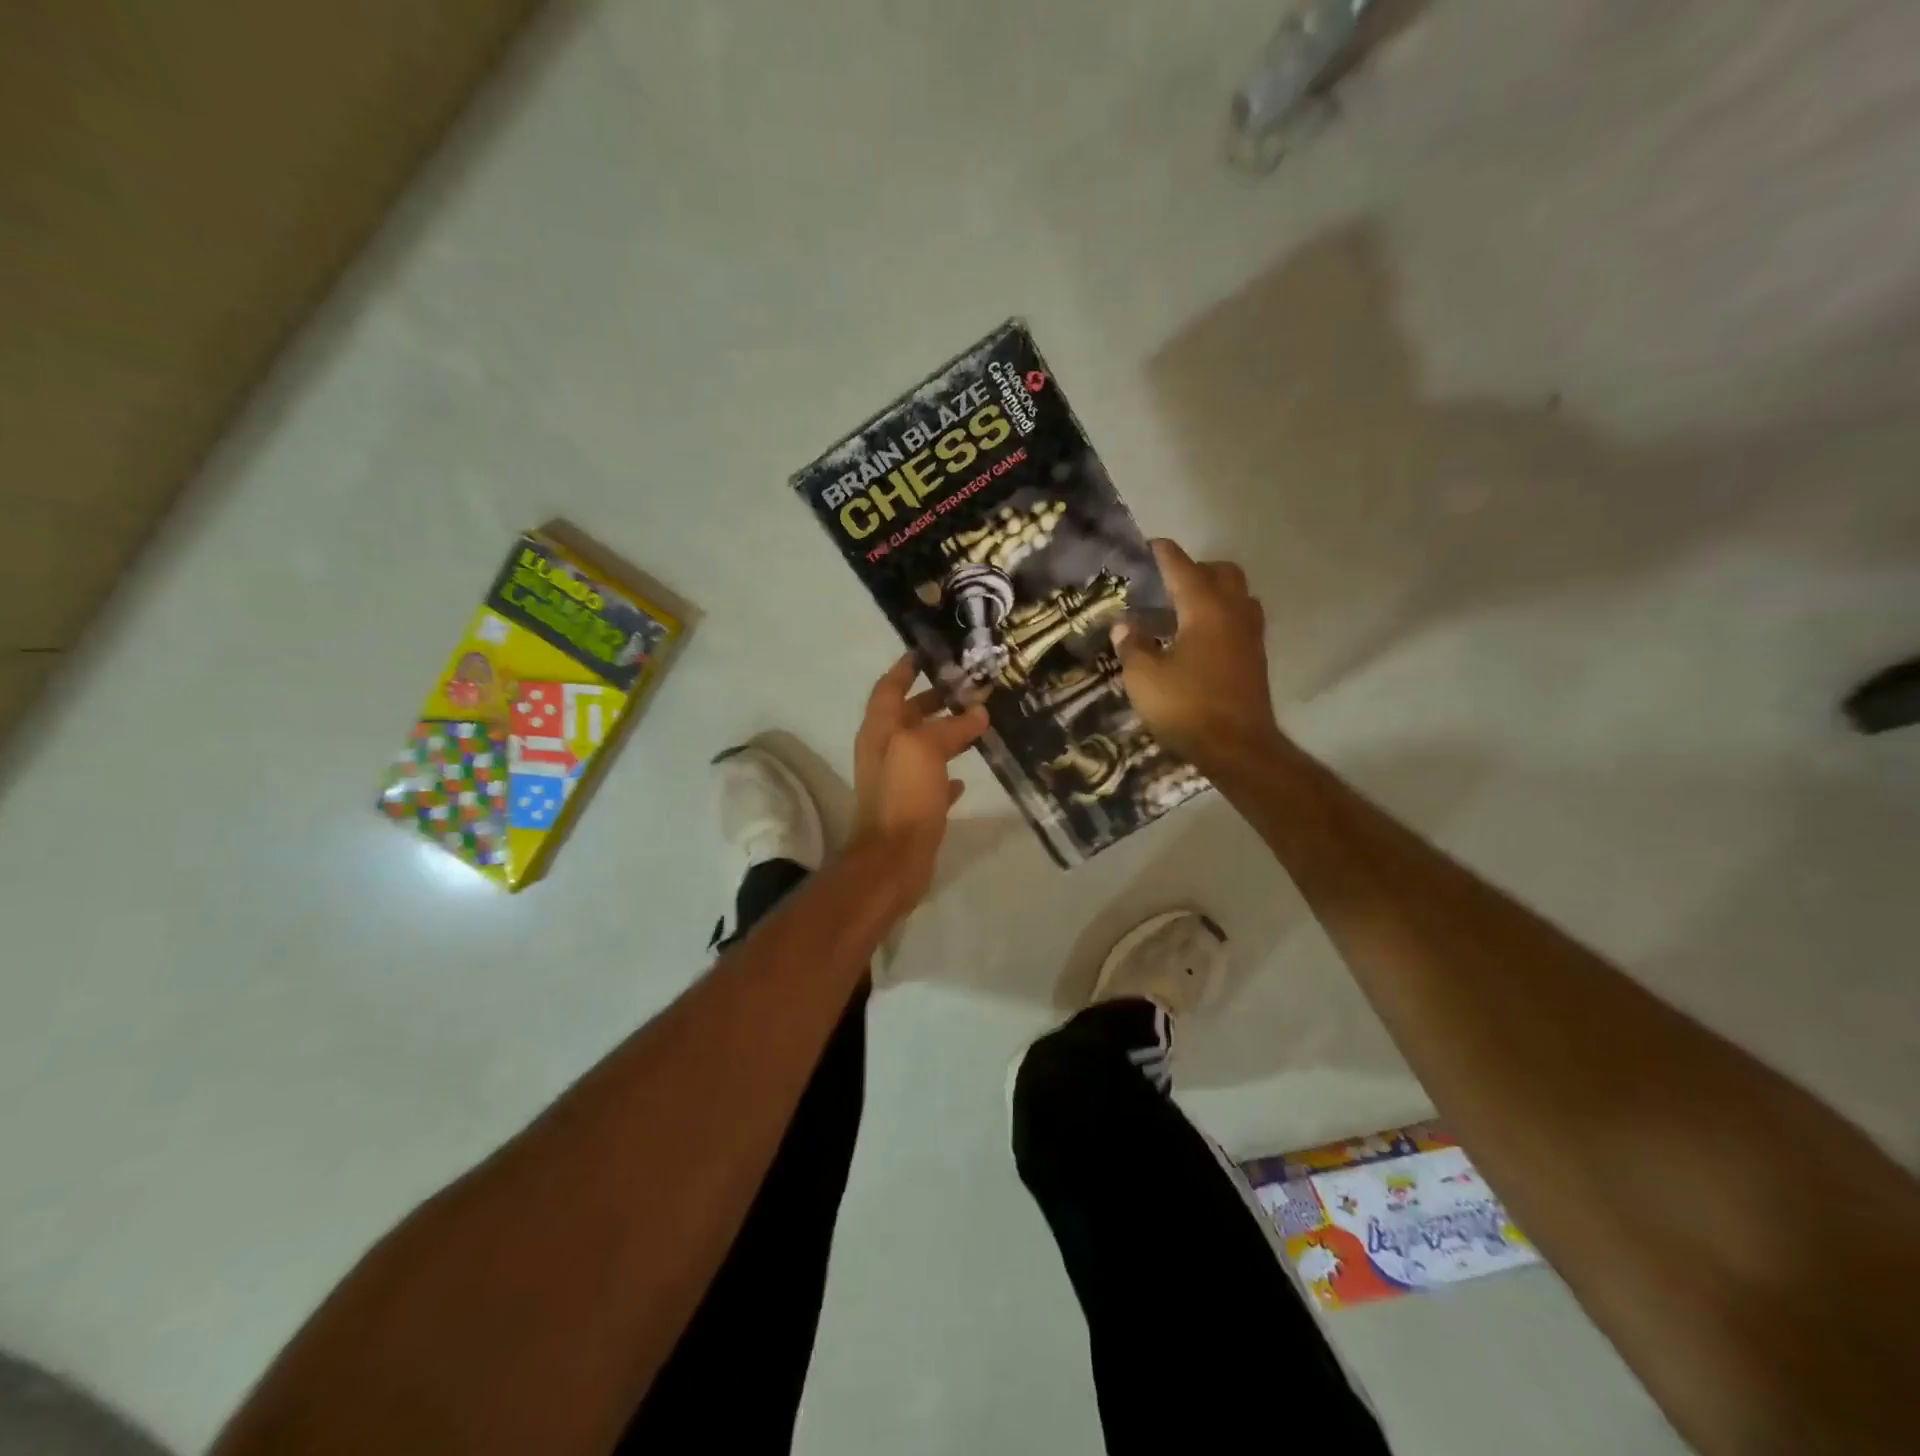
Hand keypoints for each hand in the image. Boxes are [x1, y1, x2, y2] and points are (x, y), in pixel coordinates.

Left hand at [850, 655, 989, 911]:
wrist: (893, 860)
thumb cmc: (904, 796)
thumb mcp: (925, 748)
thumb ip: (950, 726)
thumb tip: (977, 712)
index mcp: (880, 730)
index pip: (890, 687)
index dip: (907, 667)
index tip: (931, 652)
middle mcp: (884, 750)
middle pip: (908, 714)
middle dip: (934, 697)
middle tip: (969, 686)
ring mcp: (897, 780)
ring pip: (922, 747)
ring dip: (945, 732)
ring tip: (979, 723)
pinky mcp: (912, 806)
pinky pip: (931, 781)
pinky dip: (947, 772)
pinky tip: (967, 776)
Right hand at [1111, 540, 1282, 769]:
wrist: (1238, 747)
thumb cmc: (1187, 707)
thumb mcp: (1144, 678)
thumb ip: (1132, 646)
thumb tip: (1125, 625)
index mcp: (1205, 608)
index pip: (1182, 567)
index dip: (1163, 554)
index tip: (1150, 544)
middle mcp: (1233, 611)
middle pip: (1221, 572)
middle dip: (1195, 569)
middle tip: (1167, 583)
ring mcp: (1250, 634)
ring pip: (1237, 594)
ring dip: (1213, 591)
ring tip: (1183, 609)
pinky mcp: (1255, 656)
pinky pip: (1241, 618)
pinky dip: (1222, 614)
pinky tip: (1199, 637)